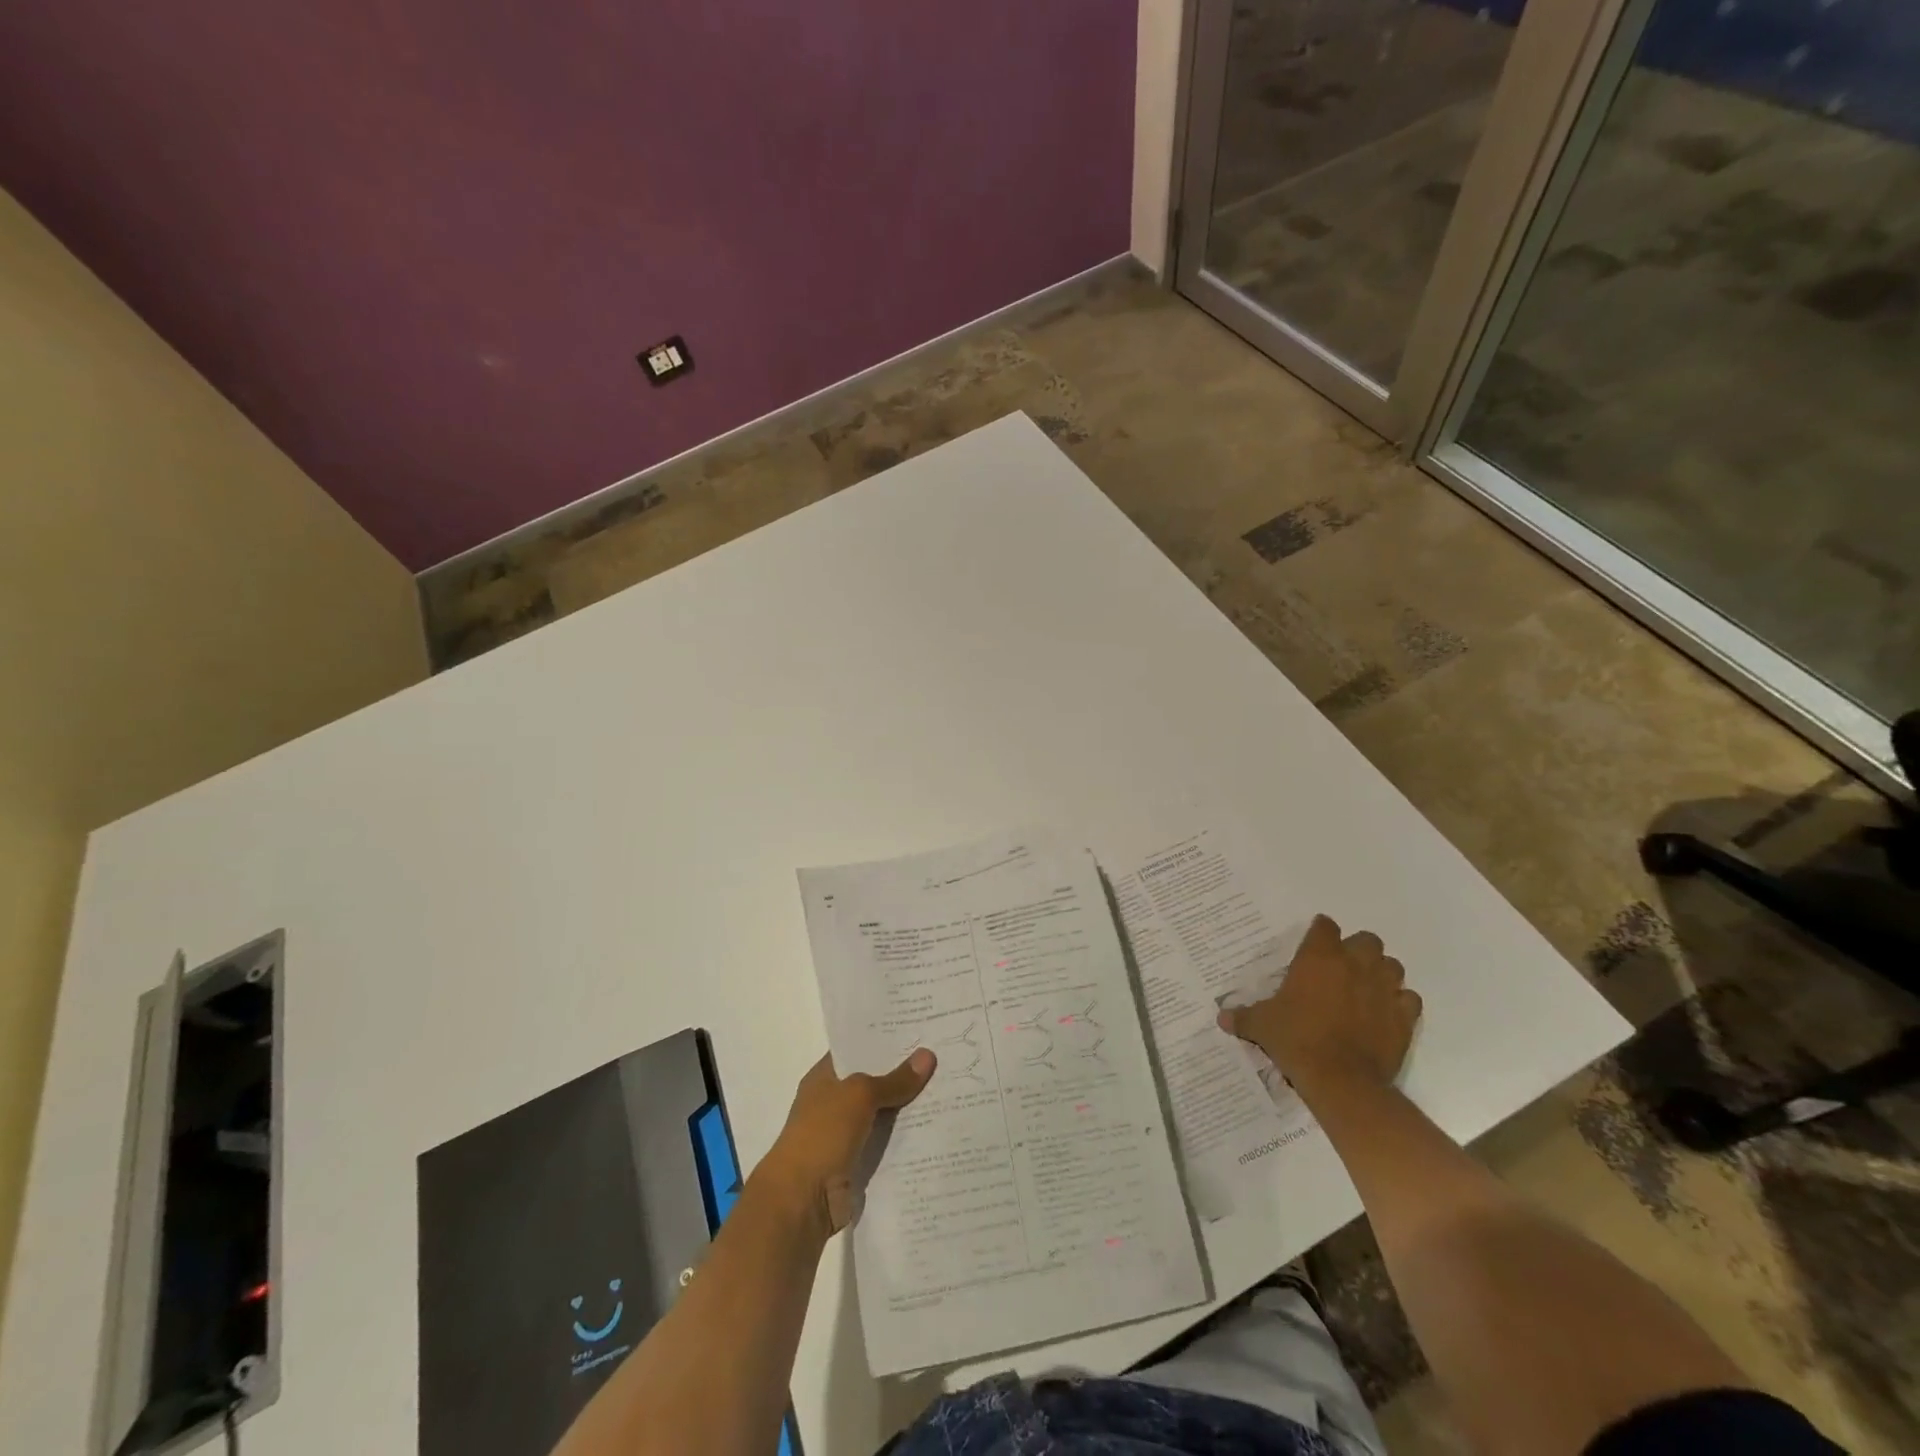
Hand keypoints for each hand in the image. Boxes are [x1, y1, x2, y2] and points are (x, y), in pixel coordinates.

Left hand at [759, 1049, 935, 1235]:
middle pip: (875, 1082)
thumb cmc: (822, 1134)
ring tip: (949, 1089)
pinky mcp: (858, 1163)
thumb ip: (894, 1079)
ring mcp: (846, 1134)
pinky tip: (937, 1128)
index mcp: (825, 1077)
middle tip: (943, 1056)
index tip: (919, 1030)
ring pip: (885, 1114)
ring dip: (909, 1108)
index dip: (884, 1040)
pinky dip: (907, 1140)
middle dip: (904, 1073)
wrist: (802, 1200)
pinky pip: (888, 1144)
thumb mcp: (859, 1095)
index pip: (857, 1050)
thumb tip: (928, 1056)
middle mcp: (834, 1102)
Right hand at [1218, 915, 1420, 1096]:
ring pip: (1392, 966)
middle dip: (1357, 949)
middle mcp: (1355, 965)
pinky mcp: (1404, 1017)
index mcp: (1319, 958)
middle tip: (1342, 967)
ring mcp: (1384, 989)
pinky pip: (1409, 999)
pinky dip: (1400, 1002)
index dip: (1320, 933)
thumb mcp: (1262, 1026)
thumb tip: (1221, 1018)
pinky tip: (1386, 1013)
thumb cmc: (1297, 1040)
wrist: (1341, 1080)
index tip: (1314, 943)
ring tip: (1367, 987)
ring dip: (1381, 972)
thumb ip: (1243, 1016)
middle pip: (1367, 940)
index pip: (1325, 926)